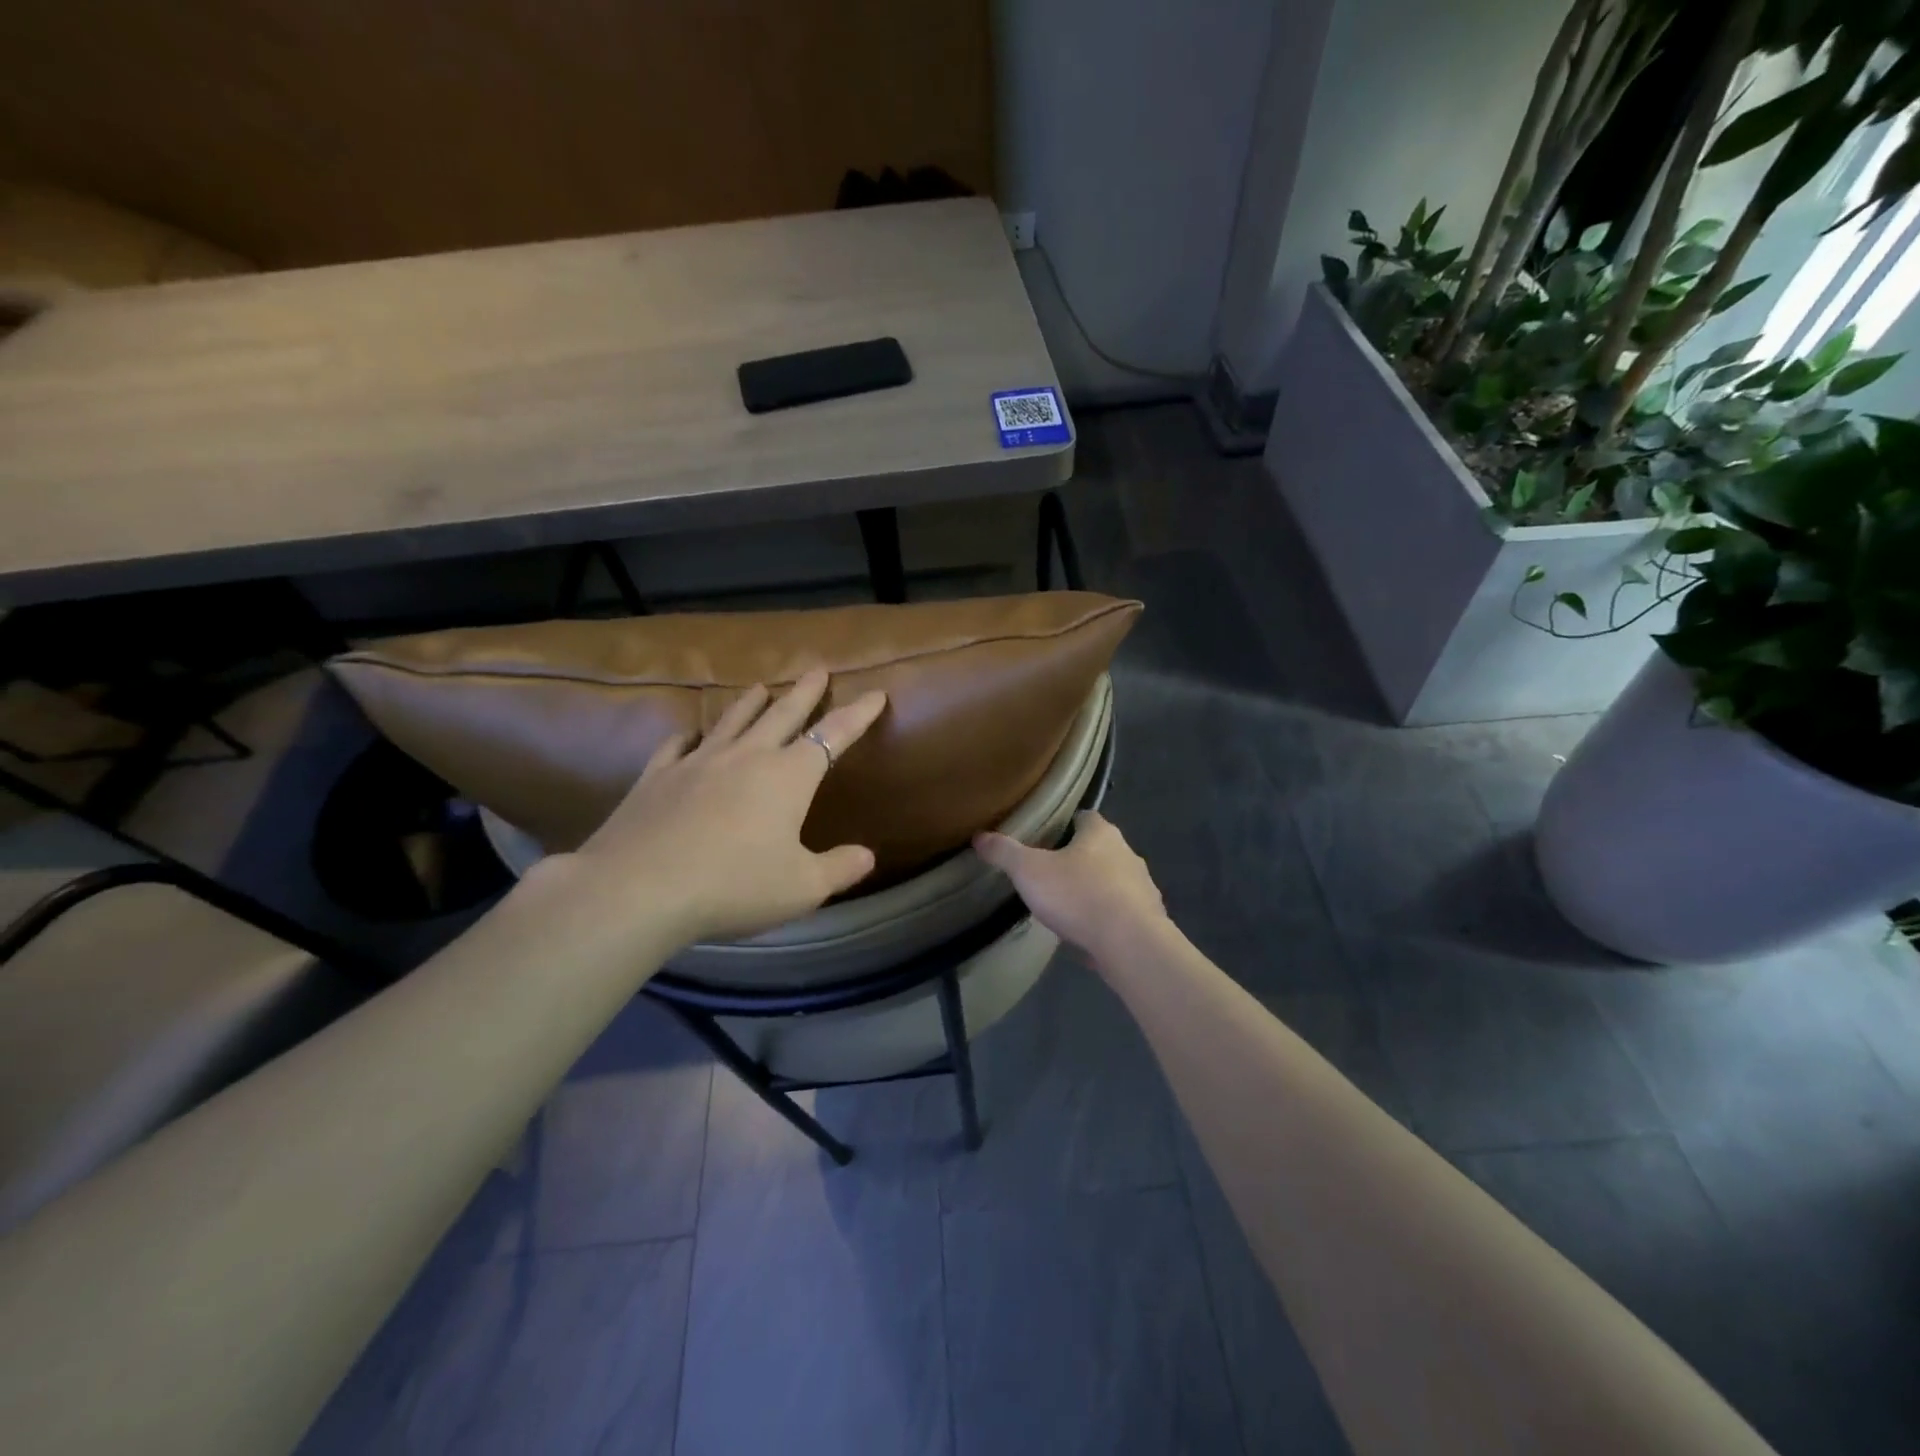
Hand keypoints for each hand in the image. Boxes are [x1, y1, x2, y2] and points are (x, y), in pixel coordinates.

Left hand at [538, 669, 887, 947]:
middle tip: (816, 668)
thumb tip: (868, 855)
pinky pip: (678, 745)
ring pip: (732, 721)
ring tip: (760, 686)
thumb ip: (839, 869)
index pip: (834, 735)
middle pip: (783, 714)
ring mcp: (698, 762)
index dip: (858, 714)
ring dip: (750, 702)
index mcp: (788, 776)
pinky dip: (690, 735)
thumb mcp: (802, 888)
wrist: (639, 889)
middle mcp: (747, 757)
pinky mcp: (657, 777)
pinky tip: (690, 734)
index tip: (875, 693)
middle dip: (804, 692)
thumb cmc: (734, 886)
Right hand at [973, 812, 1170, 971]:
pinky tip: (1089, 933)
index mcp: (1101, 833)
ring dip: (1095, 890)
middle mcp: (1127, 853)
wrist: (1129, 943)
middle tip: (1050, 875)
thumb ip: (1004, 852)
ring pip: (1114, 881)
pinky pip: (1123, 912)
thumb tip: (979, 836)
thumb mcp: (1029, 871)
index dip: (1065, 825)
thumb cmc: (1078, 895)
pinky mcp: (1149, 918)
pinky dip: (1107, 918)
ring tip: (1067, 907)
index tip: (1046, 838)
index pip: (1084, 817)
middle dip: (1078, 860)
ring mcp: (1143, 886)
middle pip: (1100, 849)